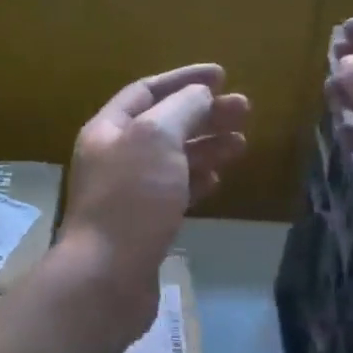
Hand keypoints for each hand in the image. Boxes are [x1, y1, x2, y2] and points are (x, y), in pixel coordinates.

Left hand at [64, 63, 249, 296]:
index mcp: (109, 129)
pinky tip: (218, 178)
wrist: (108, 277)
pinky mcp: (143, 224)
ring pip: (173, 159)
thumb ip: (181, 109)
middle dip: (204, 114)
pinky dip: (197, 180)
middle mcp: (115, 156)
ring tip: (242, 142)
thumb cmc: (131, 199)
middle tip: (245, 109)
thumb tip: (200, 95)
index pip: (147, 91)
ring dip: (207, 146)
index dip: (184, 80)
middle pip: (164, 124)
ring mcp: (129, 192)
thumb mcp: (157, 139)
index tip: (223, 76)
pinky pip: (174, 191)